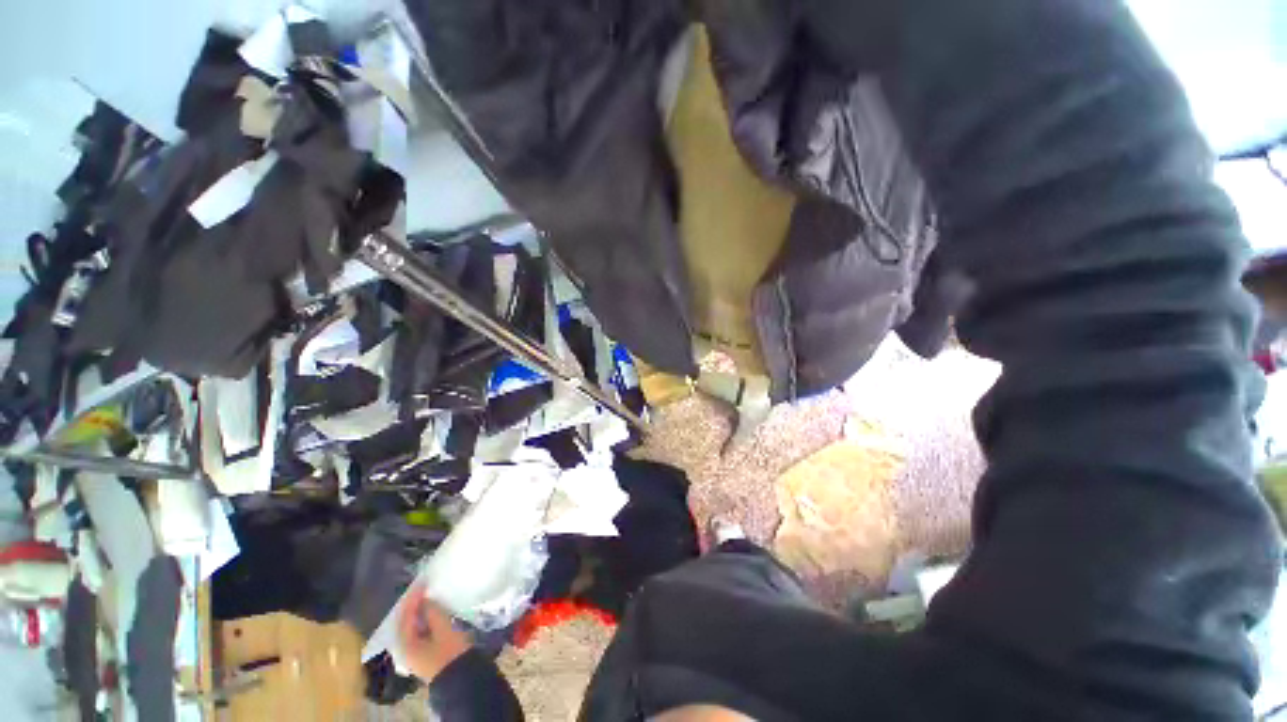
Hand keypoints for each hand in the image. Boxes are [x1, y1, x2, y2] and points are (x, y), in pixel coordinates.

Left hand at [396, 581, 471, 682]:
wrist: (462, 677)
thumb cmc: (451, 653)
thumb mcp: (443, 629)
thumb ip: (433, 612)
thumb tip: (427, 598)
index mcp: (405, 644)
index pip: (405, 616)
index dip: (413, 598)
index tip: (422, 581)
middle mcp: (405, 649)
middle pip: (406, 622)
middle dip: (413, 604)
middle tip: (424, 587)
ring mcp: (415, 652)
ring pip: (413, 626)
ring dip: (419, 611)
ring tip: (429, 595)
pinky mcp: (425, 653)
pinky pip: (420, 631)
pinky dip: (425, 619)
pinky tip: (434, 611)